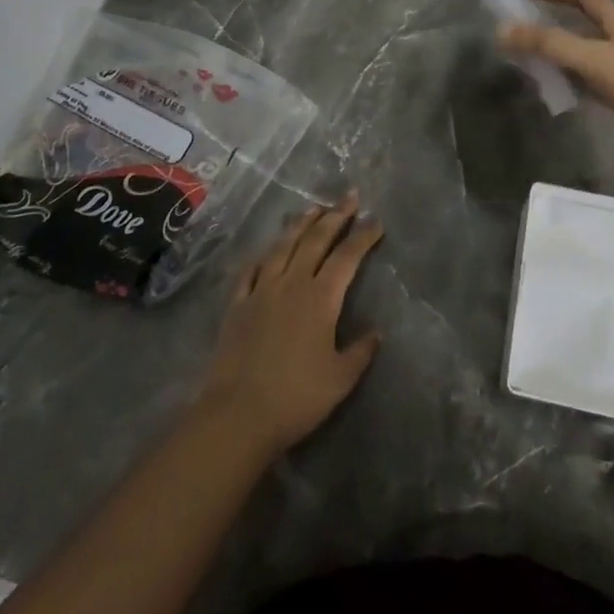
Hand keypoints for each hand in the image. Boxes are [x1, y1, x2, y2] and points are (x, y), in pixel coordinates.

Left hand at [197, 195, 384, 458]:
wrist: (238, 415)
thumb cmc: (296, 398)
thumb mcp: (340, 380)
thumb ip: (360, 352)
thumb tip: (375, 333)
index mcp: (320, 298)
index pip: (347, 258)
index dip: (363, 237)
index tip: (376, 221)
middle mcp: (291, 284)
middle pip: (315, 241)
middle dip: (335, 216)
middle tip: (349, 197)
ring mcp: (261, 291)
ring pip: (283, 247)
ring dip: (300, 224)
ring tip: (313, 208)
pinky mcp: (237, 305)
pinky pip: (250, 270)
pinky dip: (262, 256)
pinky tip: (267, 251)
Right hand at [499, 0, 613, 177]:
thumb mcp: (590, 58)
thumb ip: (548, 43)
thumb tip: (502, 29)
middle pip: (584, 25)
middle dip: (553, 24)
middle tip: (522, 28)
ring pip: (585, 56)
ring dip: (559, 55)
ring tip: (530, 60)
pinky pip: (590, 84)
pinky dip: (570, 82)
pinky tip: (555, 91)